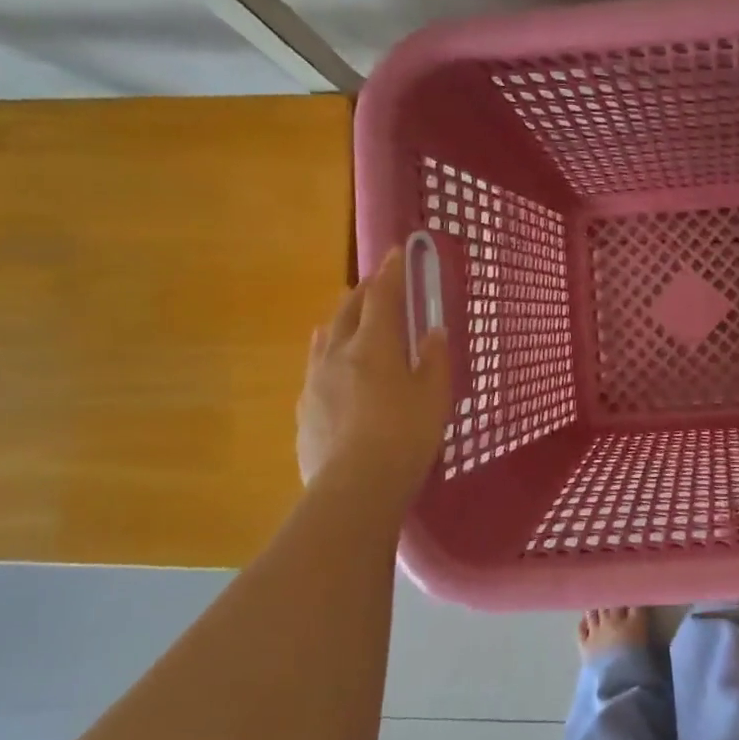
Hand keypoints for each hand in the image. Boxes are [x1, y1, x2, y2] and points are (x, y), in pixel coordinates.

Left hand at [297, 248, 451, 495]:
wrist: (355, 487)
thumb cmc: (405, 435)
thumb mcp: (434, 395)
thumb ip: (433, 359)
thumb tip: (432, 332)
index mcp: (373, 345)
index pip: (383, 297)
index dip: (392, 272)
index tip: (396, 252)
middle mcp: (338, 354)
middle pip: (348, 311)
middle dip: (364, 292)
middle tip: (377, 282)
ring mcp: (315, 382)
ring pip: (325, 337)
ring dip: (341, 320)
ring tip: (348, 315)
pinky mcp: (304, 409)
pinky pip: (315, 367)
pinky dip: (327, 353)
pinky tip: (330, 364)